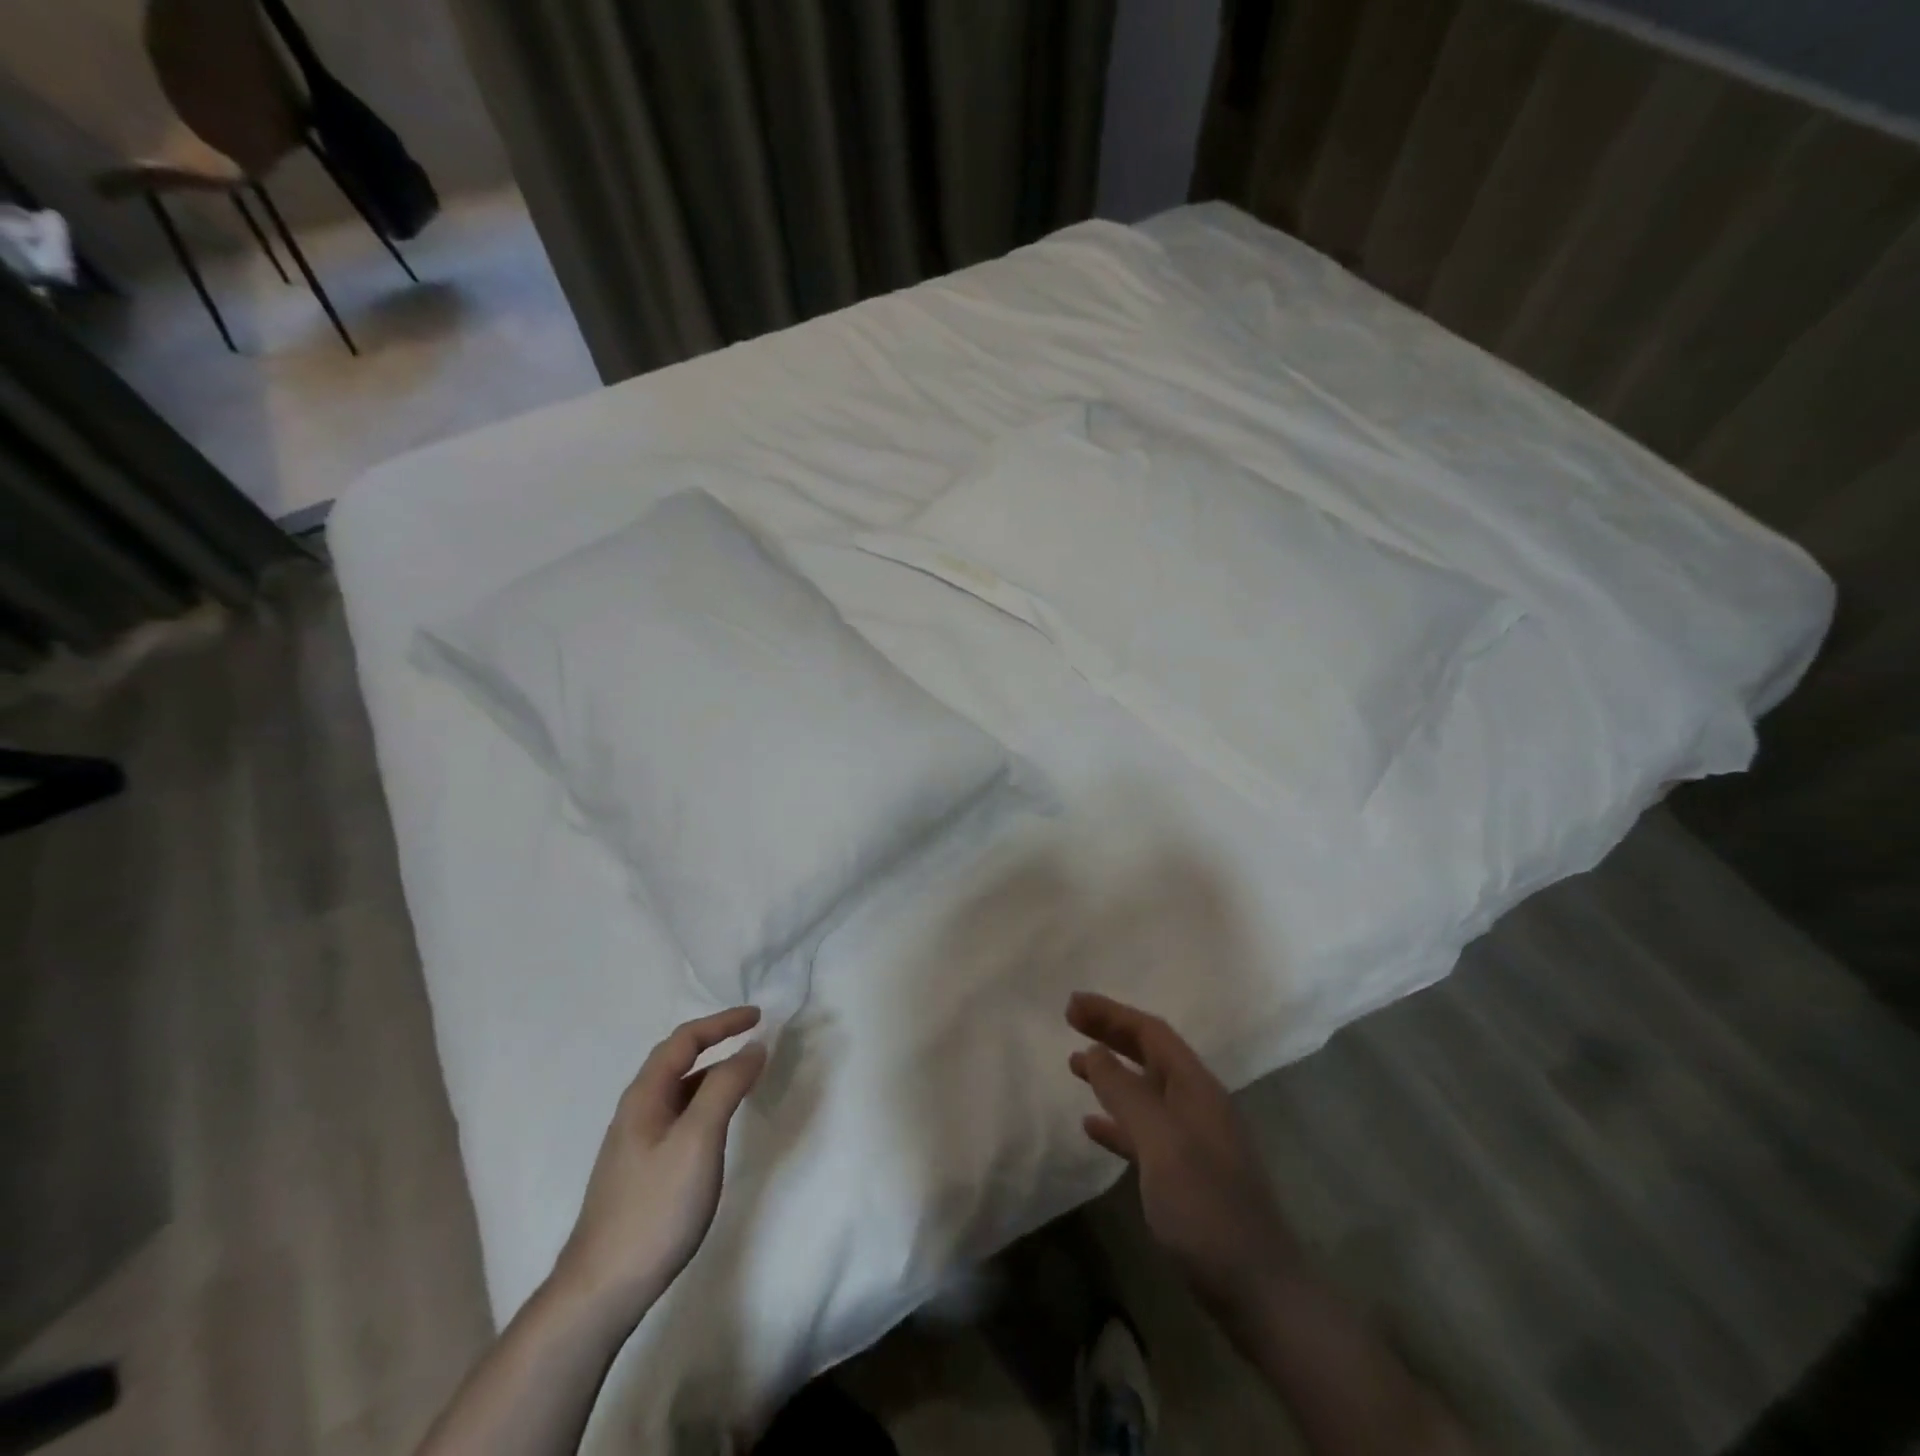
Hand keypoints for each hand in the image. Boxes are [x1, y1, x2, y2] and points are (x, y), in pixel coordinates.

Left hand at [551, 1007, 767, 1327]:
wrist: (602, 1290)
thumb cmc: (655, 1206)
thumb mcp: (698, 1139)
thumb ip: (726, 1087)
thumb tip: (753, 1047)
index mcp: (645, 1096)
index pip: (684, 1040)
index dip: (722, 1023)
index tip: (758, 1017)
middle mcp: (636, 1111)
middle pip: (678, 1060)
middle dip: (716, 1043)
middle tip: (755, 1041)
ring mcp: (636, 1143)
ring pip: (679, 1091)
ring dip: (713, 1074)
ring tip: (746, 1078)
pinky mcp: (642, 1171)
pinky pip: (679, 1117)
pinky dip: (705, 1104)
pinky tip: (719, 1125)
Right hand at [1067, 992, 1296, 1319]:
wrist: (1259, 1292)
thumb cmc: (1207, 1209)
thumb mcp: (1162, 1145)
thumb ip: (1126, 1095)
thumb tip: (1095, 1052)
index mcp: (1197, 1088)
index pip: (1151, 1033)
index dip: (1112, 1014)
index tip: (1072, 1005)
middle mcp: (1197, 1104)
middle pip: (1150, 1055)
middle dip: (1111, 1034)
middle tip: (1070, 1021)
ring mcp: (1194, 1140)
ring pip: (1145, 1090)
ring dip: (1111, 1074)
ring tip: (1074, 1065)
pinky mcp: (1187, 1175)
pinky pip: (1145, 1131)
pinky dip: (1117, 1120)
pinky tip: (1093, 1126)